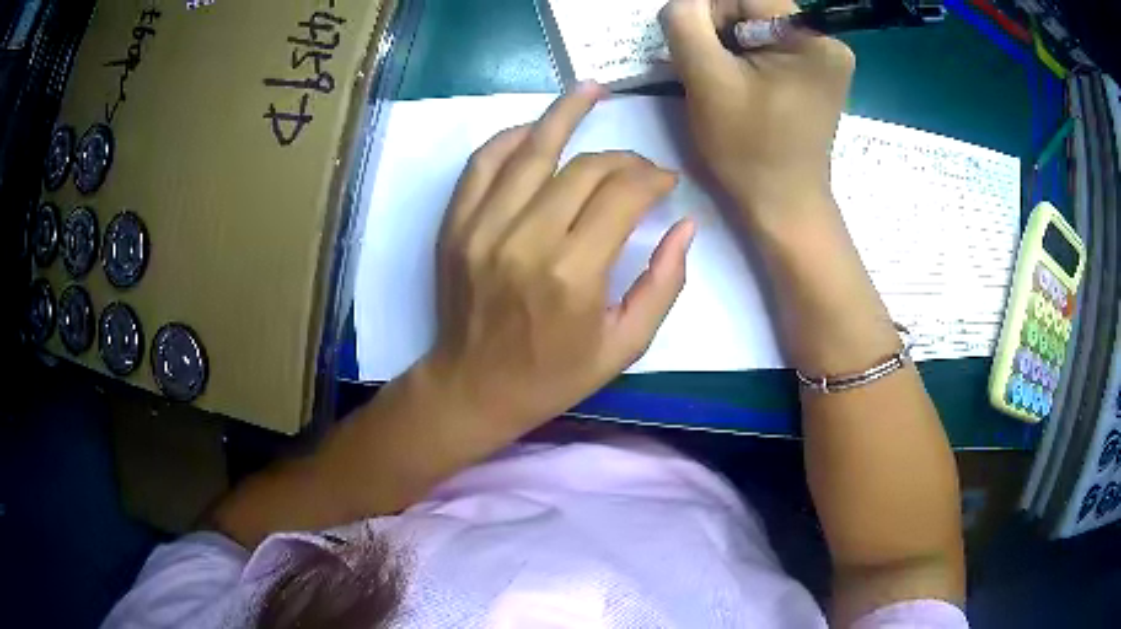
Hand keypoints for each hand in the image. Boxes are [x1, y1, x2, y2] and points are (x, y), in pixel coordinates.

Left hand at [424, 84, 695, 436]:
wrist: (473, 387)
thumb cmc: (553, 375)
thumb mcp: (625, 345)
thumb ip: (664, 283)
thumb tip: (685, 225)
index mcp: (574, 275)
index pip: (622, 196)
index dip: (652, 178)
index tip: (665, 182)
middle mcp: (526, 240)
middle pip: (584, 168)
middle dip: (623, 158)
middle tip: (640, 167)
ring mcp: (482, 227)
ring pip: (532, 150)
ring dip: (565, 114)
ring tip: (592, 90)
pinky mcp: (455, 224)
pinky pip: (483, 163)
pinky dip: (511, 138)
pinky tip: (535, 128)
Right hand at [659, 0, 854, 224]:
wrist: (784, 204)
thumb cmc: (749, 149)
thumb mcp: (707, 80)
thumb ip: (685, 23)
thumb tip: (684, 1)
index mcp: (810, 37)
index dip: (709, 11)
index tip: (698, 49)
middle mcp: (826, 40)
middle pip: (754, 6)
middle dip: (721, 29)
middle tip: (710, 69)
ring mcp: (825, 57)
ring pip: (759, 25)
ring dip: (731, 44)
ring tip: (726, 81)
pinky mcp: (817, 72)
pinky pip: (771, 44)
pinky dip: (747, 57)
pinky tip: (742, 85)